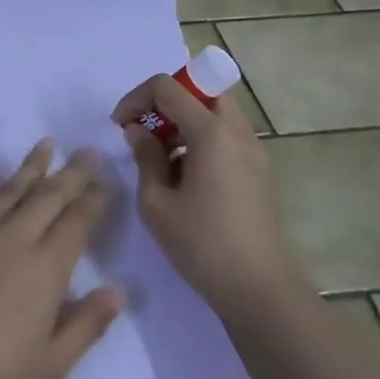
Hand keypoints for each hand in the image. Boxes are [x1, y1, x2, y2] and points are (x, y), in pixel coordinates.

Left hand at [0, 142, 124, 378]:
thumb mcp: (52, 365)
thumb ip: (87, 324)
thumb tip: (118, 290)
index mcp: (45, 270)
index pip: (77, 223)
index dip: (94, 200)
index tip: (106, 181)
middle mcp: (13, 240)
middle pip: (48, 197)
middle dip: (71, 173)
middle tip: (87, 151)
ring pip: (8, 191)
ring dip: (30, 167)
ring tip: (46, 144)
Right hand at [111, 75, 297, 317]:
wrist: (260, 291)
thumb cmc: (202, 245)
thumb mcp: (156, 203)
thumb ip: (145, 157)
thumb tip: (138, 131)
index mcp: (211, 133)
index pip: (168, 87)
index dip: (136, 98)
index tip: (119, 126)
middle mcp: (237, 132)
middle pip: (199, 90)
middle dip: (165, 102)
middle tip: (144, 130)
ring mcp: (254, 151)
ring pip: (215, 111)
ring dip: (184, 120)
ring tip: (161, 155)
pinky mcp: (259, 171)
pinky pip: (226, 135)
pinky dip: (201, 138)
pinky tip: (185, 175)